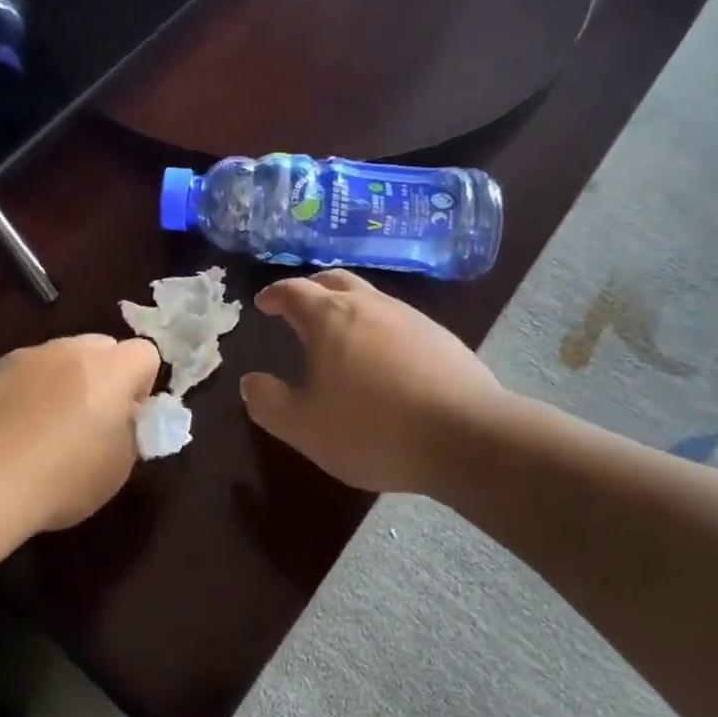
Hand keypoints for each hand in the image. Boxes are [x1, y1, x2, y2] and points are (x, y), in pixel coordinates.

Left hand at [0, 334, 160, 530]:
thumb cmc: (63, 479)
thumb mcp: (119, 466)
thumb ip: (131, 430)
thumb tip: (124, 415)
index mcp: (111, 369)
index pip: (145, 353)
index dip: (141, 384)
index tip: (127, 417)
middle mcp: (71, 350)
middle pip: (101, 347)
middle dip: (103, 375)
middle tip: (90, 418)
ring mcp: (28, 356)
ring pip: (59, 357)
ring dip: (63, 380)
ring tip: (44, 427)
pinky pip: (22, 372)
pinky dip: (25, 390)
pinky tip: (11, 429)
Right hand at [240, 270, 503, 493]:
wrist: (466, 436)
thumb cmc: (372, 428)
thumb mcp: (304, 427)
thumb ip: (269, 403)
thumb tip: (250, 382)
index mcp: (329, 318)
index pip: (293, 291)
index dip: (274, 294)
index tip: (263, 304)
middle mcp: (369, 305)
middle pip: (334, 280)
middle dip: (311, 288)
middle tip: (299, 306)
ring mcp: (410, 317)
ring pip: (370, 296)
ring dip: (348, 305)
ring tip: (340, 332)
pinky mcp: (441, 337)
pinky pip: (398, 320)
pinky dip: (379, 326)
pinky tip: (384, 357)